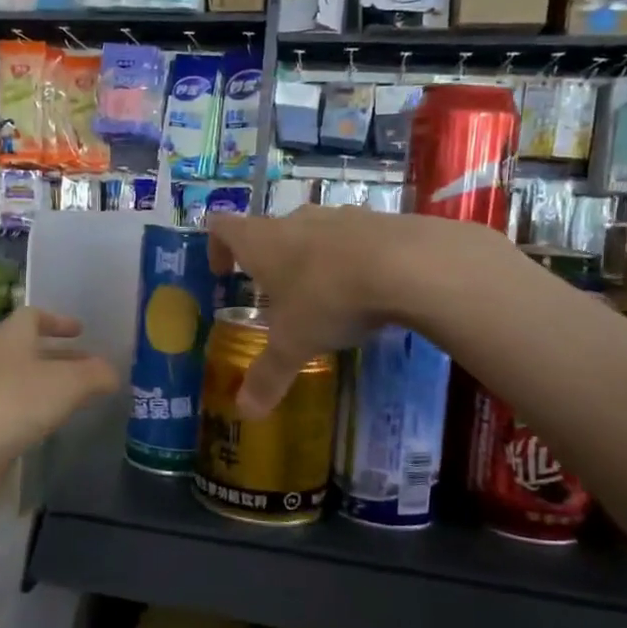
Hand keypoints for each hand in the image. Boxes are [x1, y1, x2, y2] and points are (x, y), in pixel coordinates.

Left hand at [0, 306, 117, 461]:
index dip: (57, 320)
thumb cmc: (15, 402)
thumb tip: (113, 373)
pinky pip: (16, 412)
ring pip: (24, 383)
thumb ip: (96, 375)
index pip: (31, 316)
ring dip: (50, 387)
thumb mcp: (69, 383)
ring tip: (81, 399)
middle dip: (61, 357)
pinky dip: (36, 414)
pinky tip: (54, 427)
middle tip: (92, 368)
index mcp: (10, 338)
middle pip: (30, 350)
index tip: (81, 330)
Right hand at [208, 207, 421, 417]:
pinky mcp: (381, 220)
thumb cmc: (329, 297)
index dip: (217, 247)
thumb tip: (244, 412)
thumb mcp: (294, 344)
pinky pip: (356, 238)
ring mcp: (341, 216)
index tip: (223, 272)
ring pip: (315, 233)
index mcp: (262, 242)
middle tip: (276, 295)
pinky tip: (369, 289)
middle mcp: (296, 221)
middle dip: (270, 260)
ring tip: (324, 294)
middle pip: (271, 231)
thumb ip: (268, 375)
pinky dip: (353, 259)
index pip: (223, 227)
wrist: (409, 264)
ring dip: (312, 258)